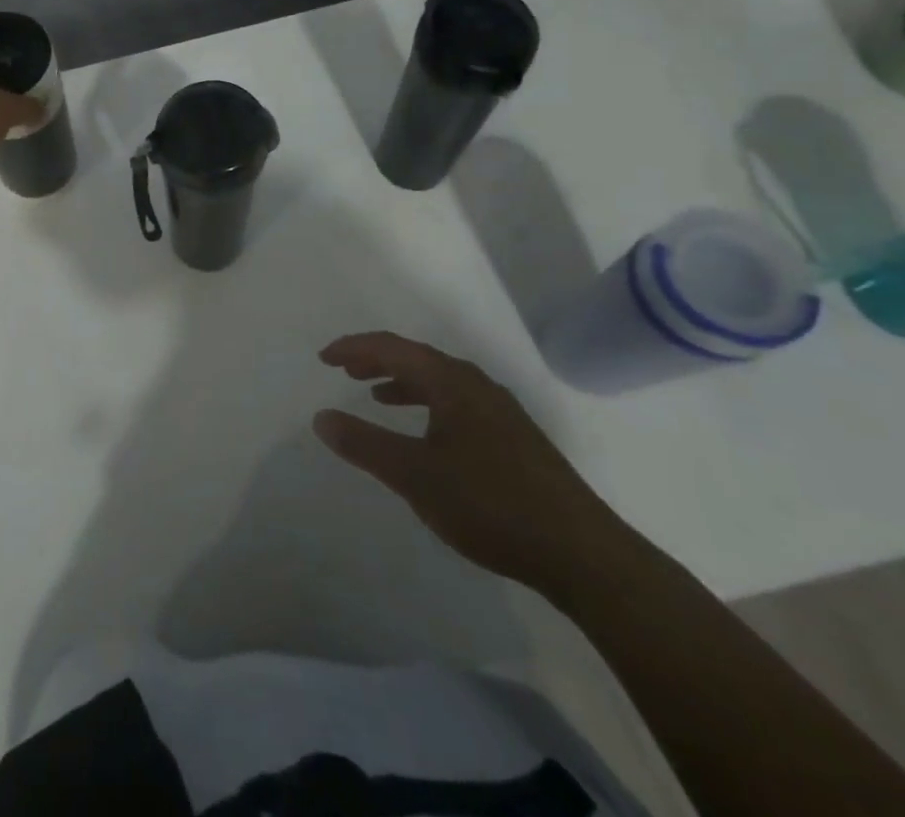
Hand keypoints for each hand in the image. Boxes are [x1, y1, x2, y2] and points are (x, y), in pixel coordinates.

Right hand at [314, 332, 638, 594]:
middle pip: (417, 358)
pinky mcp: (515, 440)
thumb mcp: (414, 476)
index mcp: (452, 382)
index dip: (354, 348)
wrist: (583, 556)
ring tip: (375, 395)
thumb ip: (364, 444)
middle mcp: (477, 386)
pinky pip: (457, 404)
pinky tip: (425, 435)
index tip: (324, 358)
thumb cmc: (490, 504)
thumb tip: (321, 417)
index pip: (393, 348)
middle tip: (343, 370)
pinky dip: (428, 405)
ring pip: (440, 382)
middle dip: (376, 360)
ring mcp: (501, 413)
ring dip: (402, 382)